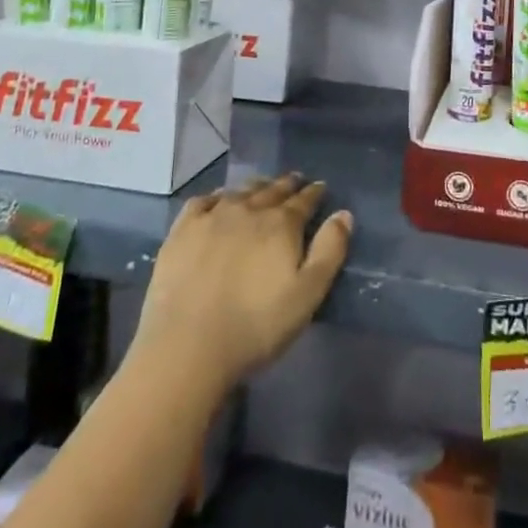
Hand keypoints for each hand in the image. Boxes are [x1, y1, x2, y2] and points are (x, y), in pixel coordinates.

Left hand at [132, 174, 351, 393]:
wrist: (187, 347)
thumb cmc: (256, 326)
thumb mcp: (307, 295)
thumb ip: (329, 251)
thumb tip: (344, 214)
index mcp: (281, 224)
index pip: (303, 200)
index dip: (314, 193)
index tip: (320, 187)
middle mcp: (249, 209)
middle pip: (273, 190)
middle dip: (287, 185)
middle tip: (295, 180)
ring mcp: (213, 216)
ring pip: (241, 191)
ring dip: (256, 187)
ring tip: (263, 187)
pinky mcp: (183, 230)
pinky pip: (203, 201)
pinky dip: (216, 196)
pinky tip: (217, 201)